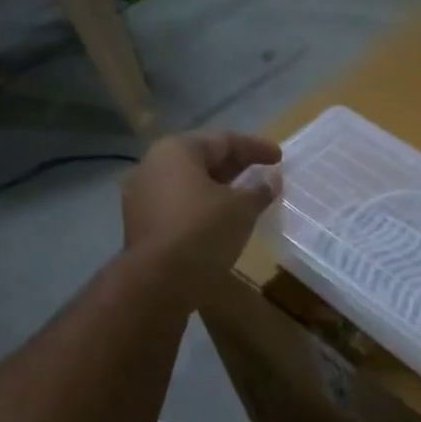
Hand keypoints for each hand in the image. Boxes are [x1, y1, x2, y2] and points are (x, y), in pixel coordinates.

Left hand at [121, 131, 281, 293]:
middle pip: (202, 160)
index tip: (279, 157)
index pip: (224, 140)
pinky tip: (221, 221)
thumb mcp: (242, 208)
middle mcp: (152, 166)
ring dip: (218, 190)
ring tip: (245, 200)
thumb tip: (272, 178)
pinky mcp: (141, 224)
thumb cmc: (203, 231)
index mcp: (176, 150)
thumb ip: (260, 190)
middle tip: (262, 175)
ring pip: (189, 185)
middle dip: (235, 168)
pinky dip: (202, 208)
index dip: (256, 148)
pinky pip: (179, 207)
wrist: (158, 280)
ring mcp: (141, 196)